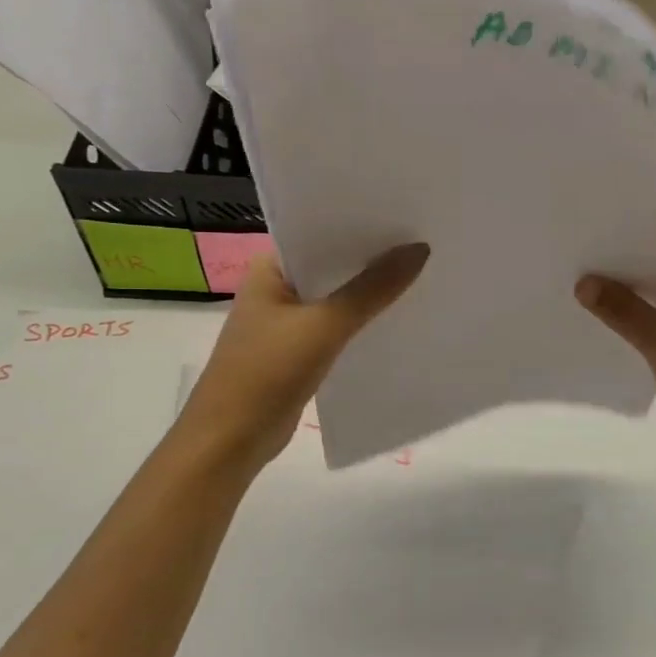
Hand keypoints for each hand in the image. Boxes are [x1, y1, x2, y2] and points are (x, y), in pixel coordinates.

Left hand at [176, 245, 428, 477]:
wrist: (230, 442)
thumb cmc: (266, 373)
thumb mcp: (324, 326)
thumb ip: (372, 289)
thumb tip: (419, 250)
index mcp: (271, 268)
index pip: (321, 233)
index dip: (362, 225)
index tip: (407, 215)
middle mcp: (277, 288)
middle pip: (333, 266)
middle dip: (373, 258)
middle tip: (425, 242)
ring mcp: (287, 322)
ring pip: (338, 298)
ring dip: (370, 293)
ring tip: (422, 274)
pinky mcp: (299, 352)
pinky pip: (338, 327)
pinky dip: (363, 323)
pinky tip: (398, 319)